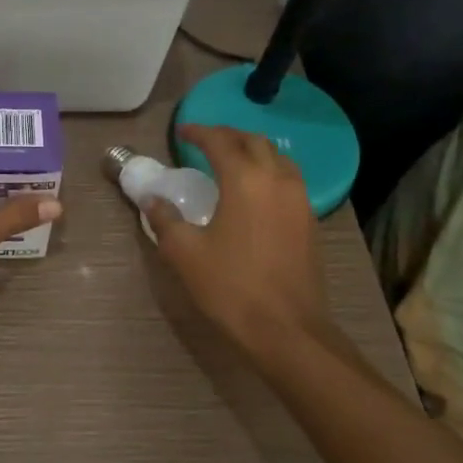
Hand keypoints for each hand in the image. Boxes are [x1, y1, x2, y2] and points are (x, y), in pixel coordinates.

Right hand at [149, 125, 332, 361]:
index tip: (181, 132)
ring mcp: (300, 201)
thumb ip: (165, 219)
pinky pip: (289, 181)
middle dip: (228, 136)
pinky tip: (254, 194)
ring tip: (231, 162)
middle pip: (254, 142)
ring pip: (278, 159)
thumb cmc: (231, 287)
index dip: (198, 133)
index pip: (220, 141)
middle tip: (205, 142)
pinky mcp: (310, 222)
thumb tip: (152, 199)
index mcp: (245, 180)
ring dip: (253, 152)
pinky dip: (269, 173)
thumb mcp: (185, 253)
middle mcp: (277, 180)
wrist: (287, 330)